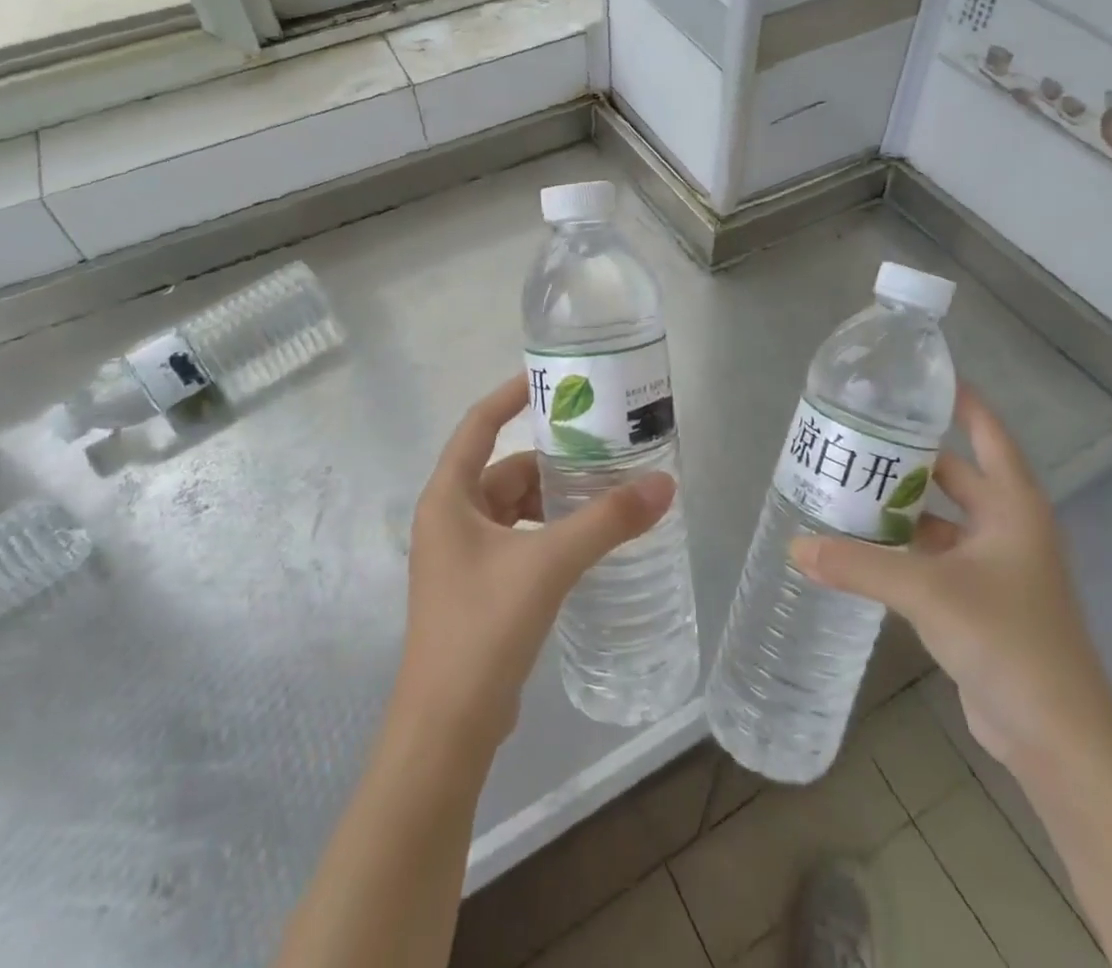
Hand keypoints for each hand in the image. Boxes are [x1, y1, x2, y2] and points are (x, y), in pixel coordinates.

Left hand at [392, 375, 675, 759]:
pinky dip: (548, 531)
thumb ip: (608, 521)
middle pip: (505, 469)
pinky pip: (518, 540)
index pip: (478, 424)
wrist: (446, 731)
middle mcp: (449, 519)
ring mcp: (461, 558)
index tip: (553, 379)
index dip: (512, 396)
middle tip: (604, 446)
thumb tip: (665, 485)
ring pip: (514, 508)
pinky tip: (586, 540)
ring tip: (606, 491)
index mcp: (448, 498)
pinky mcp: (478, 590)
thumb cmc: (484, 628)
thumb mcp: (549, 563)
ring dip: (554, 498)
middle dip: (552, 458)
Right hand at [791, 387, 1111, 774]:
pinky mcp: (978, 601)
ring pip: (940, 518)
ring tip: (847, 485)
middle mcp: (1006, 526)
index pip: (986, 433)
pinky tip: (862, 543)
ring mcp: (994, 566)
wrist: (1057, 736)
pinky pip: (933, 556)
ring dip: (901, 505)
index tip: (917, 379)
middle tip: (856, 435)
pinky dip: (902, 546)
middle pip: (954, 473)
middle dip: (909, 456)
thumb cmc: (1006, 639)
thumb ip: (858, 566)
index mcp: (1013, 505)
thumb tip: (795, 548)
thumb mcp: (926, 592)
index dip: (959, 401)